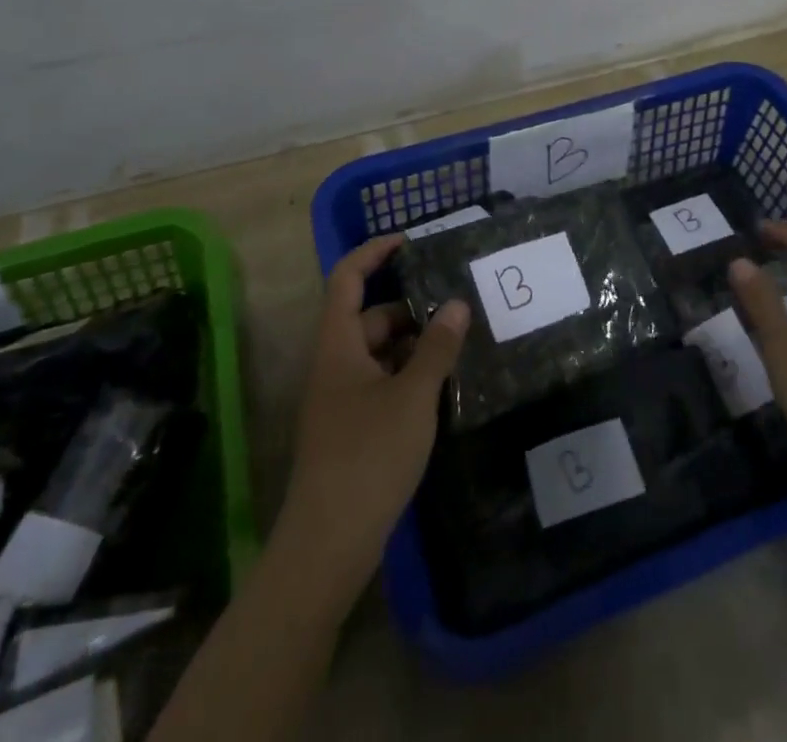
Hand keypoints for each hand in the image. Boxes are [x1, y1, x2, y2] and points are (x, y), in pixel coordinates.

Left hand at [275, 233, 469, 602]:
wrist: (328, 544)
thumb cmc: (368, 456)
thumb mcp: (413, 396)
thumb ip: (436, 348)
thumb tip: (457, 303)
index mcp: (338, 345)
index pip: (347, 278)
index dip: (374, 253)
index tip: (410, 242)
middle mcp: (334, 364)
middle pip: (368, 317)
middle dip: (409, 307)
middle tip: (456, 305)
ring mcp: (340, 399)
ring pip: (377, 353)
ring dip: (412, 344)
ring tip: (458, 344)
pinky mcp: (350, 429)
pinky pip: (380, 383)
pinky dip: (407, 376)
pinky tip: (441, 387)